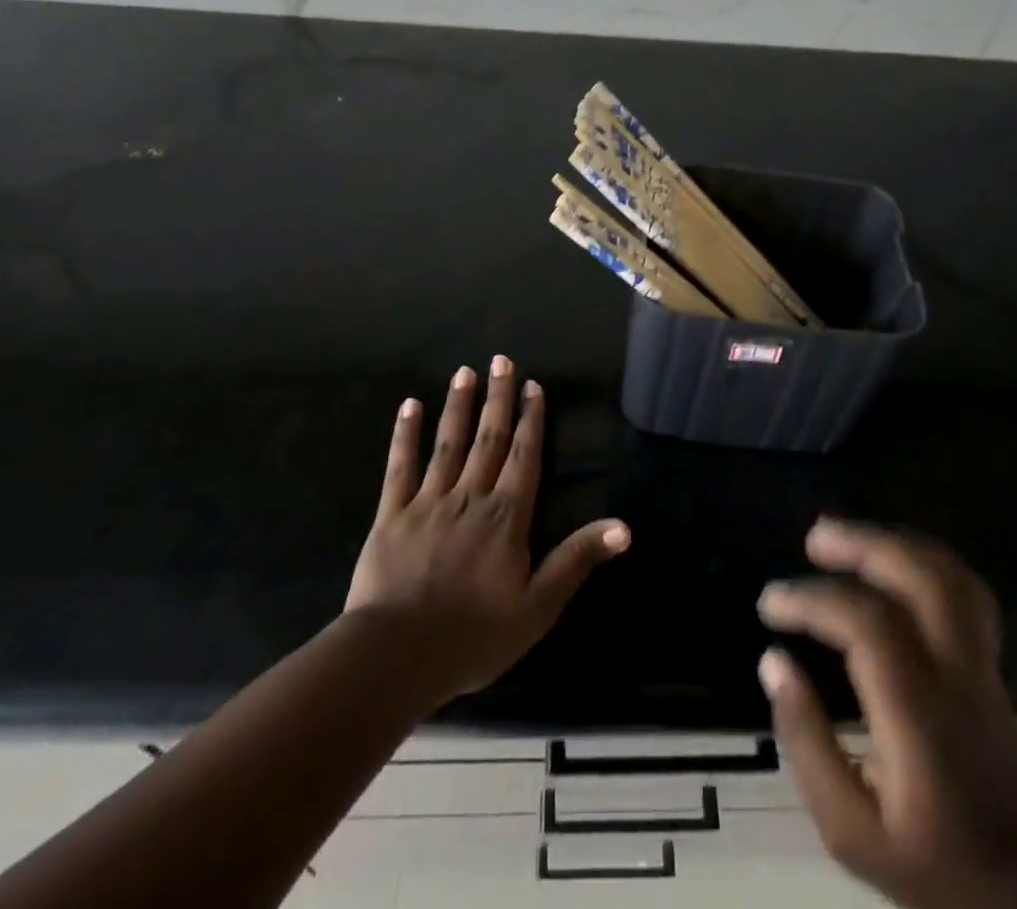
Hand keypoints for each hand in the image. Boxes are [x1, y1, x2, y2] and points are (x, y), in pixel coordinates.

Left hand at [345, 356, 629, 702]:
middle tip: (501, 359)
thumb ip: (577, 559)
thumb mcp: (538, 606)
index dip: (530, 419)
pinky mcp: (392, 514)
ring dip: (458, 406)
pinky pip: (400, 467)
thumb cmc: (473, 636)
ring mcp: (428, 501)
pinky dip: (405, 435)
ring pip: (448, 444)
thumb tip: (624, 527)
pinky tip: (409, 406)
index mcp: (506, 516)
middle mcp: (470, 496)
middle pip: (488, 438)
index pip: (524, 456)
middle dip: (497, 397)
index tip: (532, 385)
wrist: (397, 656)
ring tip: (464, 372)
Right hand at [758, 520, 1016, 908]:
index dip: (813, 600)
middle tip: (814, 538)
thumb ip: (806, 744)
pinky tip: (891, 559)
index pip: (868, 625)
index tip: (770, 605)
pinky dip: (923, 558)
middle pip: (920, 579)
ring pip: (948, 575)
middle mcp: (956, 675)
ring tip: (847, 535)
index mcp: (920, 716)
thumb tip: (773, 661)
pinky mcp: (989, 662)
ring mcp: (980, 664)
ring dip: (894, 541)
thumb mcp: (851, 832)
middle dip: (863, 544)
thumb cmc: (935, 865)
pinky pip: (963, 589)